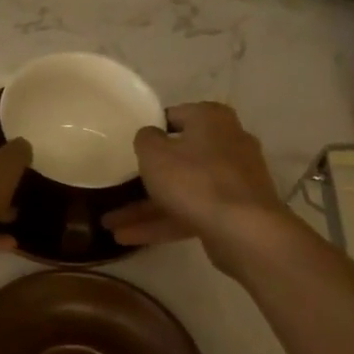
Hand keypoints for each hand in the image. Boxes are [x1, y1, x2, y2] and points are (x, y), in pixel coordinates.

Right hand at [102, 102, 296, 273]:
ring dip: (146, 207)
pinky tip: (128, 238)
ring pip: (182, 190)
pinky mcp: (233, 211)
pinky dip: (163, 222)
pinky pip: (191, 212)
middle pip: (179, 157)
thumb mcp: (155, 154)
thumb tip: (150, 136)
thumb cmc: (194, 180)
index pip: (175, 116)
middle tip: (118, 186)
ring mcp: (233, 180)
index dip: (150, 129)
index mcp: (211, 119)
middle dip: (145, 177)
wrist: (243, 230)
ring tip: (110, 223)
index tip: (129, 146)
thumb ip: (145, 139)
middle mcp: (227, 143)